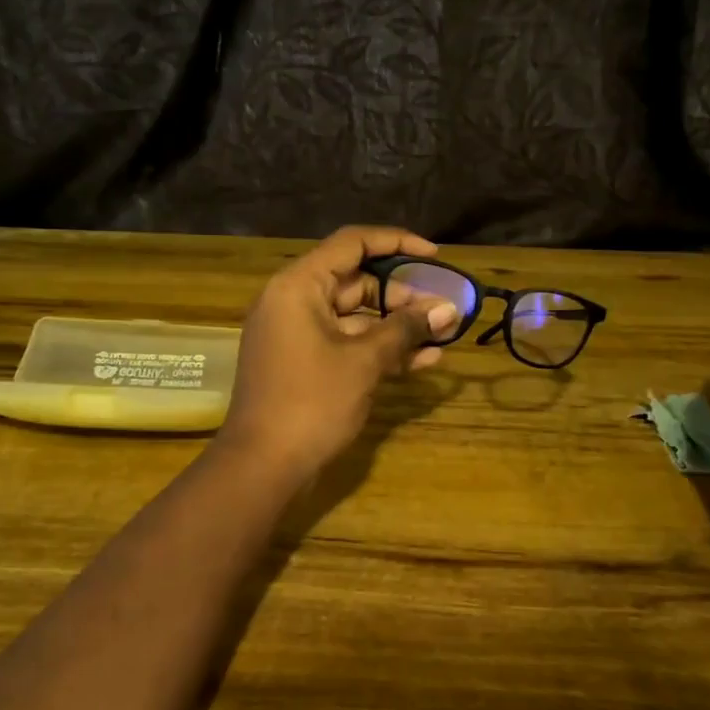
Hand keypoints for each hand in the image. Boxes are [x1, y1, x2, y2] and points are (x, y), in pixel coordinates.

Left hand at [216, 226, 457, 483]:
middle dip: (402, 295)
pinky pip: (346, 344)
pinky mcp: (304, 364)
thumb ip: (405, 329)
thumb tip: (447, 310)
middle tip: (442, 311)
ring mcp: (297, 335)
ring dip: (396, 326)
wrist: (263, 466)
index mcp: (298, 286)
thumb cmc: (312, 403)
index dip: (397, 243)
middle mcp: (294, 302)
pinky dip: (378, 350)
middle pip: (355, 281)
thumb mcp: (364, 362)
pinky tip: (422, 362)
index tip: (435, 256)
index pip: (352, 244)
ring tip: (442, 336)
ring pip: (355, 317)